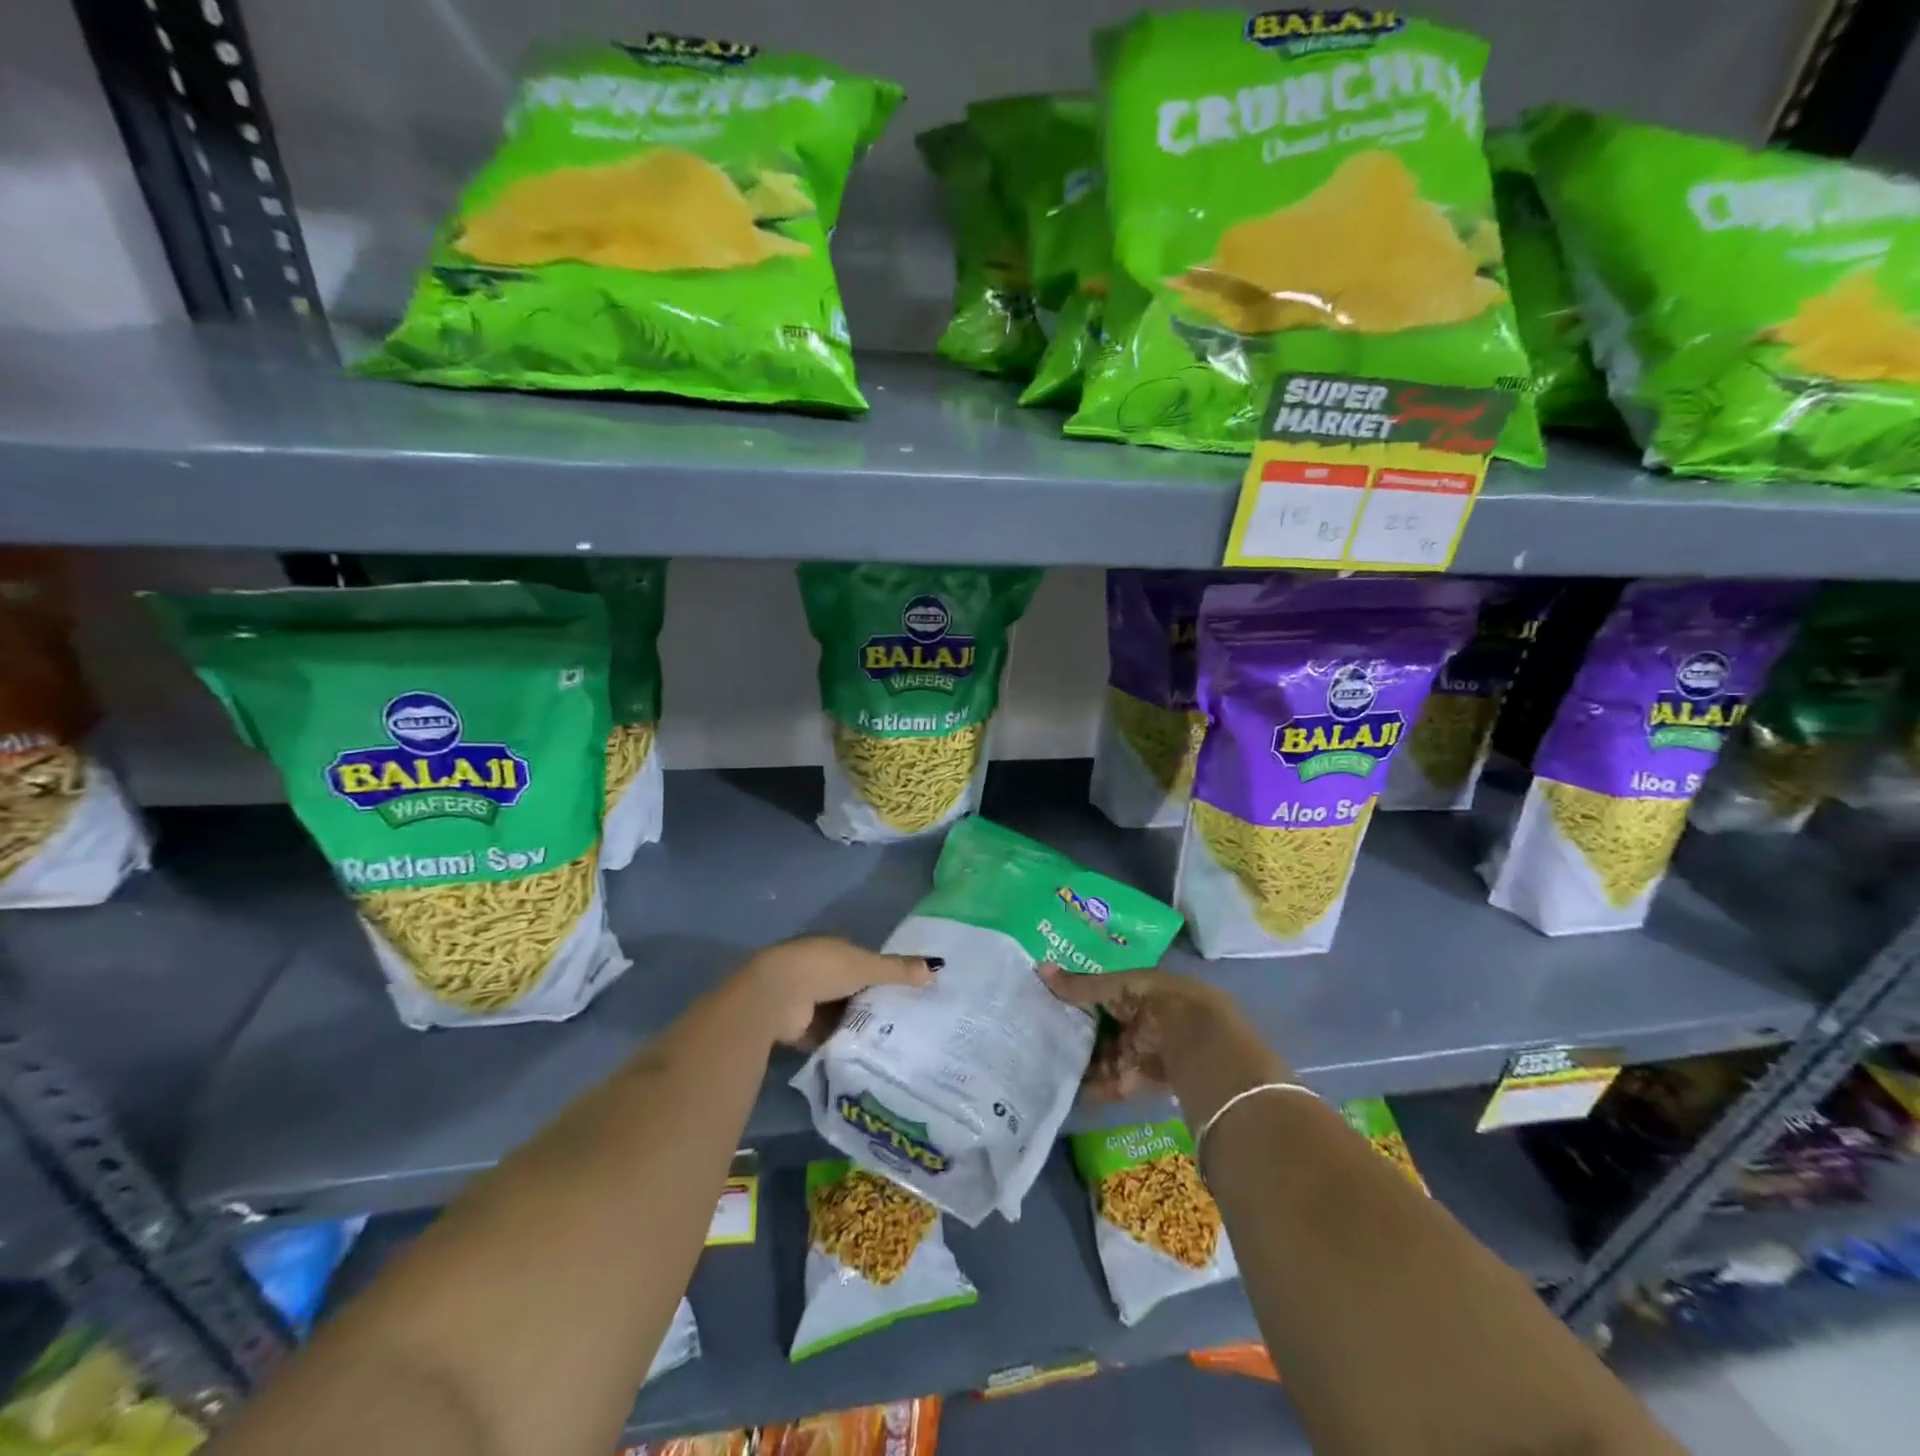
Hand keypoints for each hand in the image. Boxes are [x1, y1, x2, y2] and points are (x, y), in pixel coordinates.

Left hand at [736, 936, 937, 1049]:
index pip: (863, 960)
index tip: (907, 990)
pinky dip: (842, 1044)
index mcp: (834, 949)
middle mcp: (820, 972)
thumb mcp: (867, 967)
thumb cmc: (823, 969)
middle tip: (905, 1021)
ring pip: (841, 1014)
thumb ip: (898, 969)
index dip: (883, 973)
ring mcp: (807, 1000)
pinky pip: (828, 1037)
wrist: (775, 996)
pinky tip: (867, 1056)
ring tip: (893, 1042)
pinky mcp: (799, 1029)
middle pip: (853, 989)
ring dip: (857, 1025)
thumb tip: (937, 967)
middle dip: (872, 1002)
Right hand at [1038, 963, 1252, 1101]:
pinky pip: (1115, 1082)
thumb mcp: (1118, 988)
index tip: (1050, 1001)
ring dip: (1084, 1060)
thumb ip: (1080, 985)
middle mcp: (1145, 1019)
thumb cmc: (1160, 1003)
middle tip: (1043, 1033)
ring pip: (1107, 1054)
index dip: (1081, 997)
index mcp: (1143, 990)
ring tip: (1048, 1062)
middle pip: (1106, 1025)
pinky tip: (1069, 1088)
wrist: (1202, 1047)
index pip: (1106, 992)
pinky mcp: (1144, 1081)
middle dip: (1079, 1031)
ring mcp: (1145, 1051)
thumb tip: (1039, 968)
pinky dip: (1095, 1086)